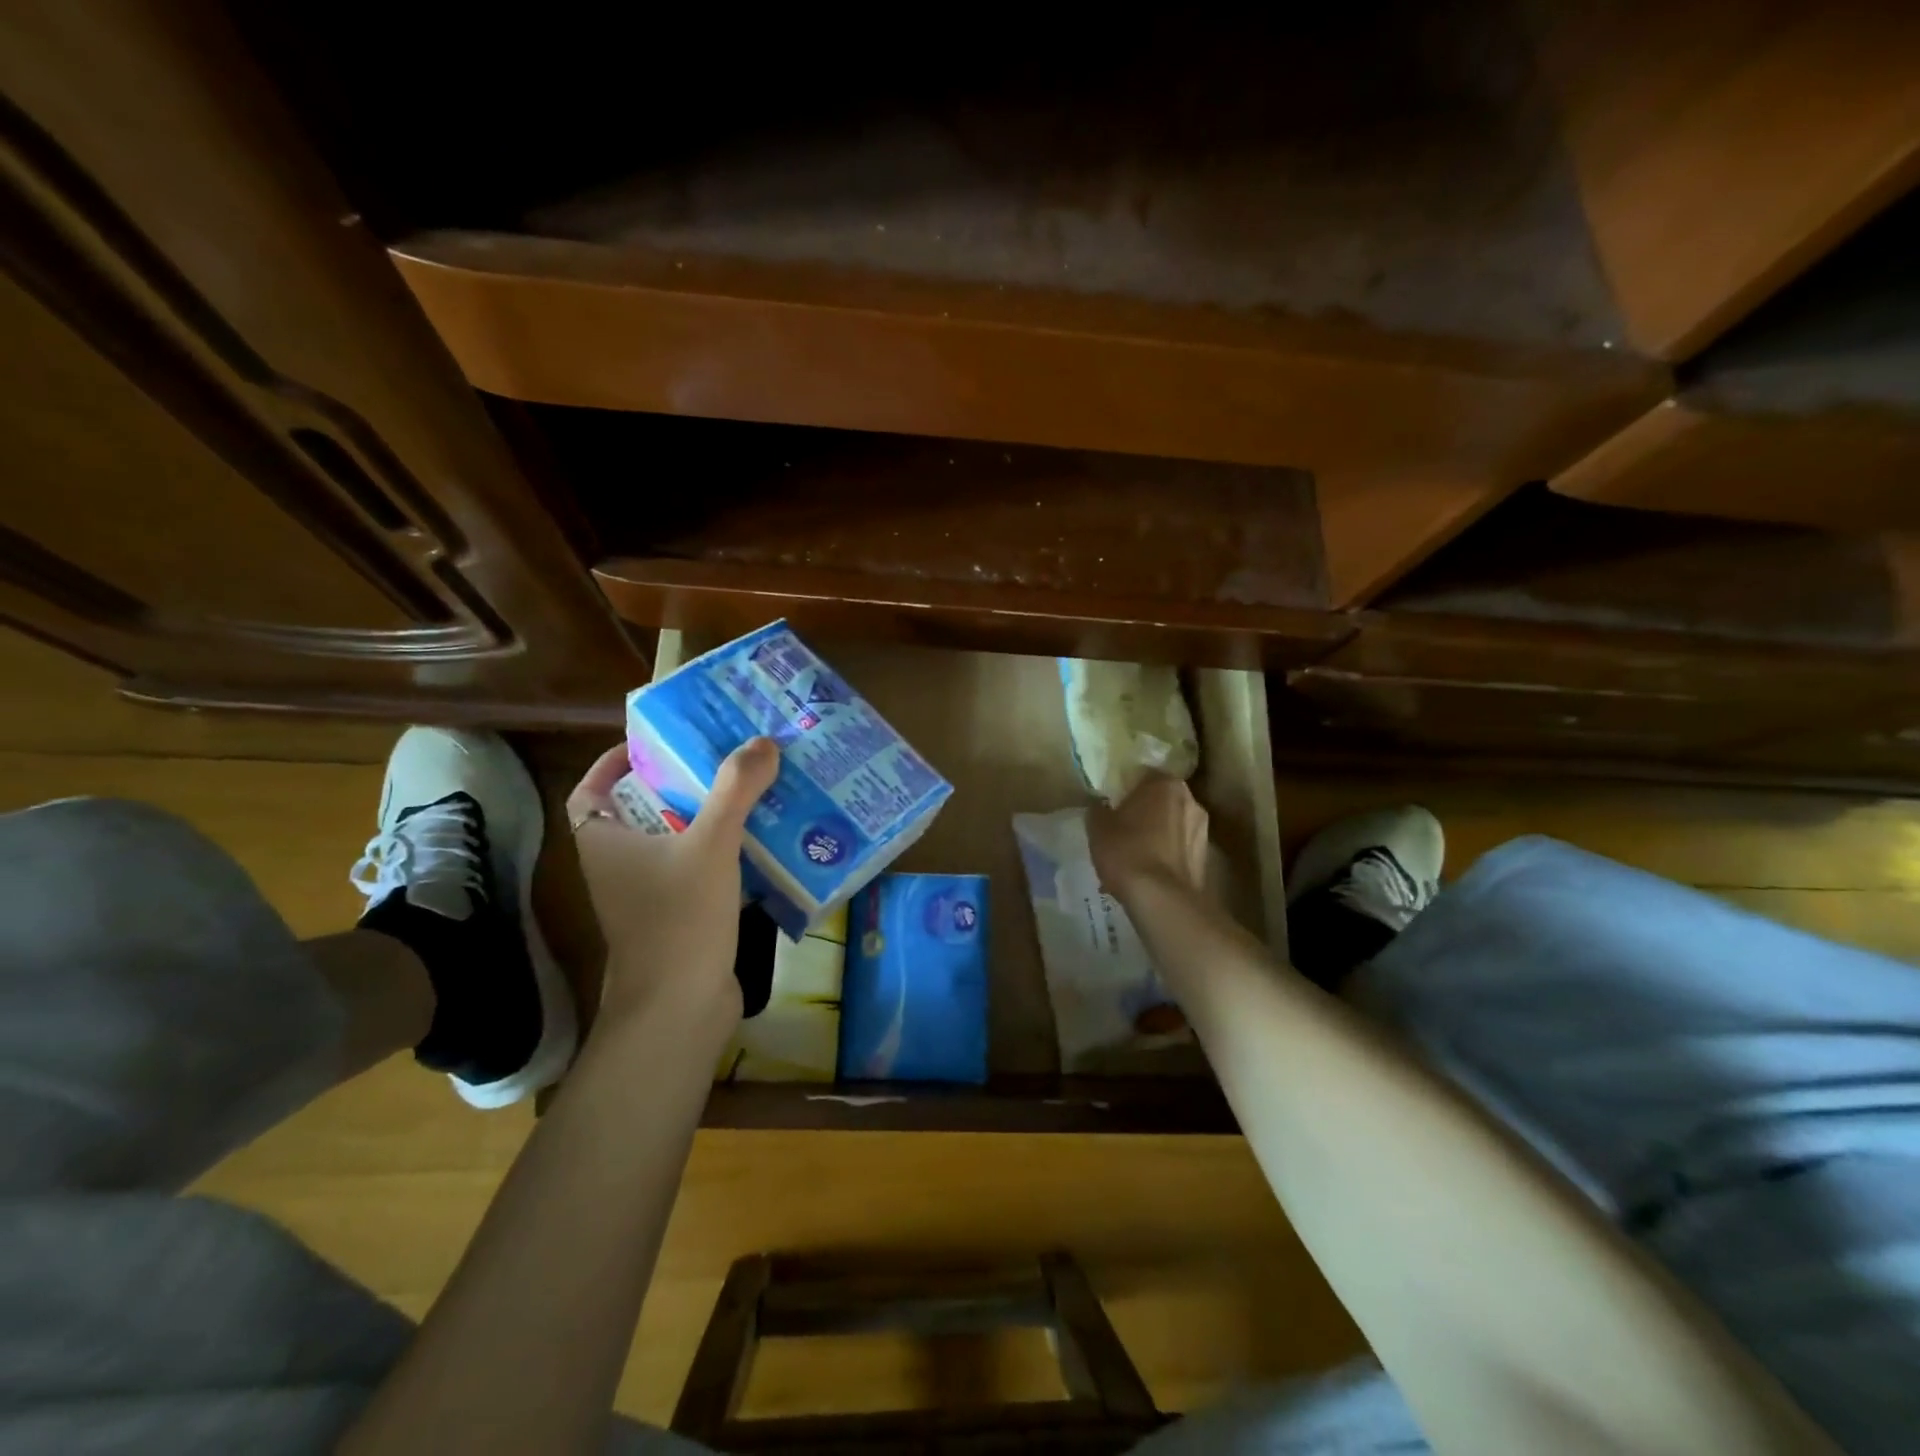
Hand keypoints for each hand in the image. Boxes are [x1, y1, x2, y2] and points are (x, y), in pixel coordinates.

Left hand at [566, 738, 778, 1030]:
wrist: (680, 1008)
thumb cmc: (678, 918)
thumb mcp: (710, 843)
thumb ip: (736, 789)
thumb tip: (762, 741)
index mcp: (604, 841)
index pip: (593, 789)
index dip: (617, 763)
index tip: (658, 743)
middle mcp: (619, 865)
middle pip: (642, 809)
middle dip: (679, 782)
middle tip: (721, 757)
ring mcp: (649, 894)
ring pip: (675, 840)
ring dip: (707, 816)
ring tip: (750, 789)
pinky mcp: (680, 916)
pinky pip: (698, 869)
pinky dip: (723, 852)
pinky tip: (762, 840)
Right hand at [1086, 773, 1208, 901]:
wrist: (1161, 898)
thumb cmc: (1126, 851)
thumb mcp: (1098, 827)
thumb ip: (1099, 809)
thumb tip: (1101, 806)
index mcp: (1164, 784)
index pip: (1145, 776)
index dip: (1128, 789)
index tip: (1115, 803)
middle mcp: (1190, 800)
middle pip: (1163, 800)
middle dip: (1147, 812)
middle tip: (1125, 828)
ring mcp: (1203, 830)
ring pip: (1174, 826)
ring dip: (1159, 835)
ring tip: (1136, 856)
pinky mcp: (1206, 858)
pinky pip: (1180, 849)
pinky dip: (1167, 856)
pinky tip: (1149, 873)